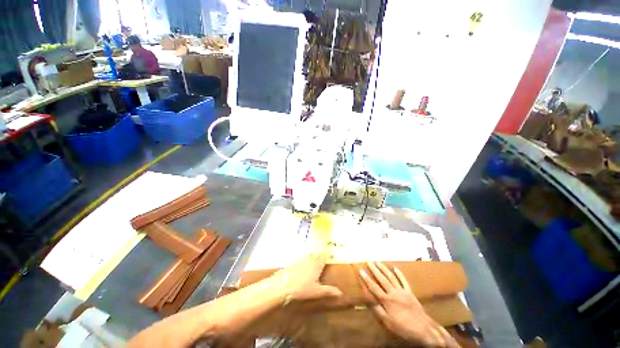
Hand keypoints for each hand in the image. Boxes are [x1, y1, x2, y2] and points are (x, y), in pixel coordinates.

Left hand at [271, 253, 342, 301]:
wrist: (283, 285)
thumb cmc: (302, 289)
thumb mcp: (317, 291)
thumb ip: (328, 291)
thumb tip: (341, 292)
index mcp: (316, 265)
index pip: (324, 256)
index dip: (328, 253)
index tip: (331, 251)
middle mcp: (309, 260)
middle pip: (316, 253)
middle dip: (320, 252)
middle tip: (323, 251)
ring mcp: (300, 260)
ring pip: (308, 254)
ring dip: (312, 254)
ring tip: (314, 254)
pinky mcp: (293, 263)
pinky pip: (301, 258)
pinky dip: (304, 258)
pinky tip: (302, 262)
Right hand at [359, 261, 458, 347]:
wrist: (425, 330)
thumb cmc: (404, 328)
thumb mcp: (388, 323)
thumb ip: (377, 309)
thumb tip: (367, 298)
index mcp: (387, 300)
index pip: (374, 287)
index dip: (367, 279)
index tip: (361, 270)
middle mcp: (393, 292)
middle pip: (382, 279)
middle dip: (374, 270)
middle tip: (368, 261)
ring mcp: (402, 291)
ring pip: (391, 277)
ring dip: (384, 268)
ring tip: (378, 261)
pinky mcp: (410, 292)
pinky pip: (404, 281)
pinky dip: (399, 274)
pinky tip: (394, 268)